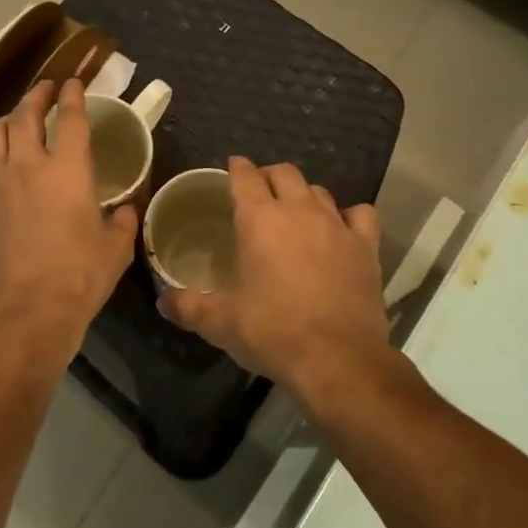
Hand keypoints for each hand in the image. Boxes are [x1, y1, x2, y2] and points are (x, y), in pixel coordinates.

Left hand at [0, 80, 137, 362]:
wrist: (24, 311)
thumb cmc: (78, 276)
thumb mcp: (115, 249)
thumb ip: (122, 221)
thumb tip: (126, 209)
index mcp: (67, 170)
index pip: (70, 118)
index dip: (73, 96)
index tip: (74, 83)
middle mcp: (27, 165)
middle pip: (24, 115)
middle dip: (35, 95)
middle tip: (45, 89)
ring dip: (7, 119)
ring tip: (16, 119)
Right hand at [158, 156, 388, 403]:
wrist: (338, 359)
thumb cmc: (272, 332)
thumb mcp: (220, 322)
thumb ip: (188, 306)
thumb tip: (161, 301)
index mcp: (260, 219)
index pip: (246, 176)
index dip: (237, 168)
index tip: (232, 168)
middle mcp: (299, 210)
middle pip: (284, 173)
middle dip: (269, 176)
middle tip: (260, 192)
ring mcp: (336, 225)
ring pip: (319, 191)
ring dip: (304, 195)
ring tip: (296, 211)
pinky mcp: (365, 246)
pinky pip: (360, 214)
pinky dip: (349, 216)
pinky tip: (342, 229)